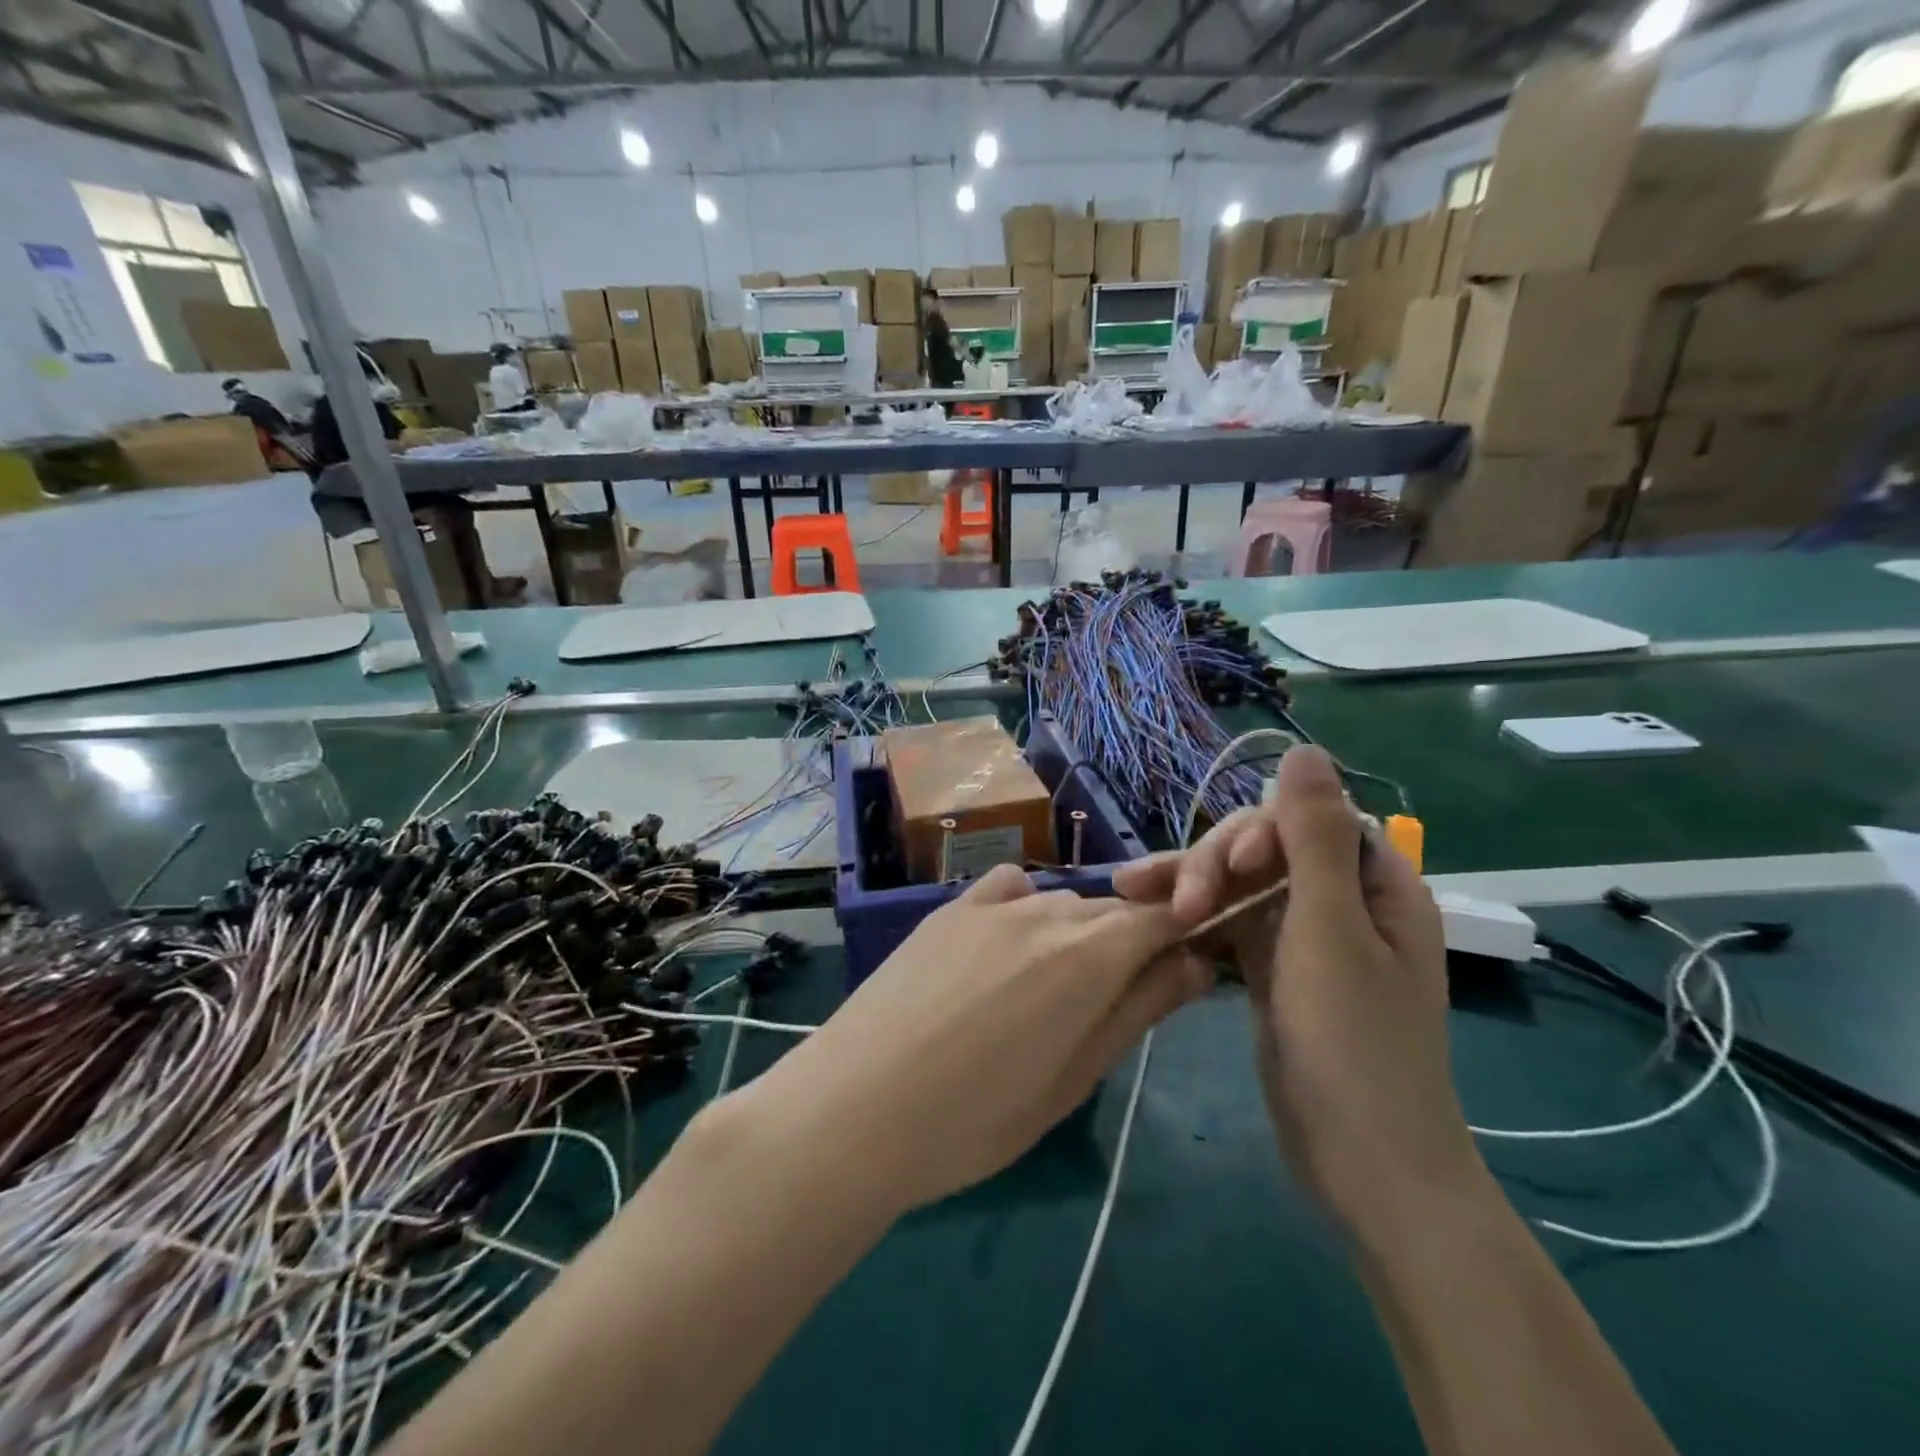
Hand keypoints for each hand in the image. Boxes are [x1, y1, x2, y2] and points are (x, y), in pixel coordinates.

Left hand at [733, 864, 1208, 1213]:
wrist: (856, 1105)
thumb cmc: (976, 1118)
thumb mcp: (1075, 1078)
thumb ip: (1140, 1009)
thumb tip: (1198, 961)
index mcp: (1089, 954)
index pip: (1163, 917)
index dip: (1185, 935)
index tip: (1188, 969)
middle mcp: (1047, 910)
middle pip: (1115, 909)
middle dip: (1133, 942)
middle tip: (1117, 1002)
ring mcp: (992, 903)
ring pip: (1064, 903)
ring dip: (1079, 933)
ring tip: (1053, 991)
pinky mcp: (950, 907)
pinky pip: (1010, 890)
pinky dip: (1027, 909)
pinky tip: (1009, 945)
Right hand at [1113, 747, 1481, 1231]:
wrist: (1362, 1165)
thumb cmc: (1355, 1043)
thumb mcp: (1329, 931)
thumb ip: (1313, 837)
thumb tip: (1305, 749)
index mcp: (1373, 885)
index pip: (1307, 821)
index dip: (1260, 832)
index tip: (1228, 869)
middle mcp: (1340, 902)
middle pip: (1264, 851)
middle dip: (1214, 864)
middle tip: (1173, 901)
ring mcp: (1302, 938)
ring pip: (1237, 886)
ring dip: (1189, 885)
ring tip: (1128, 891)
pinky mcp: (1272, 971)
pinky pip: (1228, 924)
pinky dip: (1192, 919)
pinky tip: (1150, 917)